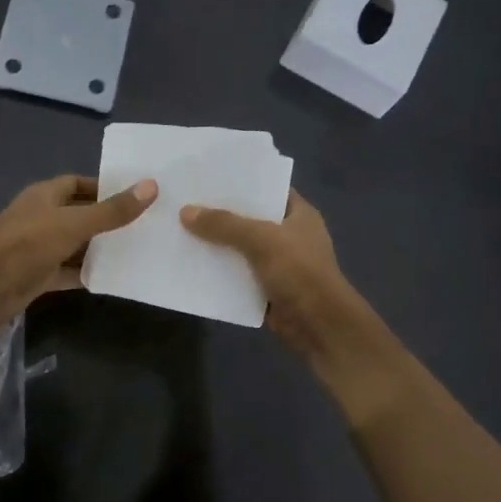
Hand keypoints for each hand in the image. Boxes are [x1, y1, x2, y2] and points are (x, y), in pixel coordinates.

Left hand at [0, 174, 156, 332]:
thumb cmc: (29, 244)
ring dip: (97, 248)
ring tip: (133, 250)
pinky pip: (67, 271)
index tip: (132, 196)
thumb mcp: (75, 223)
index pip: (76, 183)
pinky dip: (85, 273)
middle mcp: (40, 218)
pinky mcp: (37, 275)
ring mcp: (37, 248)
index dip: (102, 187)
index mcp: (43, 196)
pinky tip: (111, 277)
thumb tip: (151, 186)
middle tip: (141, 225)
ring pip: (73, 244)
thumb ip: (113, 210)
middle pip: (77, 214)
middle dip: (105, 219)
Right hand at [179, 192, 371, 365]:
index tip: (208, 175)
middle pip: (249, 218)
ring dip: (216, 244)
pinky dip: (219, 272)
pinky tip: (191, 263)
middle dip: (220, 213)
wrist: (319, 326)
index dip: (240, 181)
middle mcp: (289, 235)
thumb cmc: (299, 272)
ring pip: (240, 248)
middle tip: (185, 201)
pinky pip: (237, 275)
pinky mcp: (266, 288)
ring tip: (180, 229)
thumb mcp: (262, 240)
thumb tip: (185, 211)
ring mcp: (278, 263)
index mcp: (298, 214)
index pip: (267, 188)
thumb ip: (224, 225)